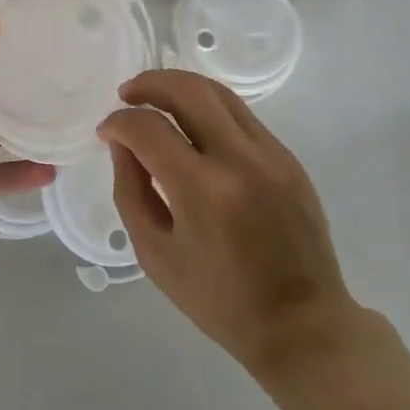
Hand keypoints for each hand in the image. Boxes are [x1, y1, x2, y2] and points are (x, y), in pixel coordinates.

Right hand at [99, 71, 361, 383]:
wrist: (302, 325)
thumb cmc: (220, 300)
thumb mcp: (155, 254)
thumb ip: (131, 191)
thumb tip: (123, 143)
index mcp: (204, 191)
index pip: (149, 129)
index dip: (119, 123)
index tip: (106, 132)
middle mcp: (241, 160)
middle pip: (189, 91)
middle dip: (150, 83)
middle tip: (127, 94)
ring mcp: (271, 155)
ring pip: (219, 94)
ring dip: (180, 88)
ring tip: (155, 99)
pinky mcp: (288, 158)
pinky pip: (241, 116)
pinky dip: (208, 109)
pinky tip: (192, 126)